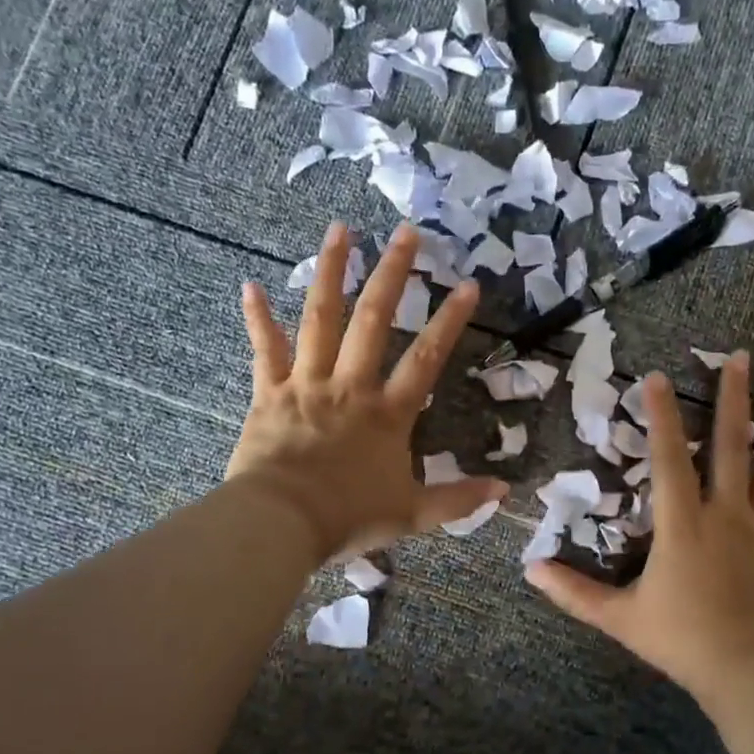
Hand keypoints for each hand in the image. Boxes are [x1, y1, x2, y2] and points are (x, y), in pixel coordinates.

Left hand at [227, 223, 506, 562]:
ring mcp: (306, 384)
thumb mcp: (412, 514)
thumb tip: (504, 492)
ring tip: (340, 229)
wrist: (280, 523)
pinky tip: (250, 285)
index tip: (467, 284)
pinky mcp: (269, 393)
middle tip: (406, 232)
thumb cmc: (347, 517)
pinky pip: (264, 350)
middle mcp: (349, 386)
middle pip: (373, 320)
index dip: (449, 320)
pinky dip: (257, 318)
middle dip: (393, 274)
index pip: (425, 358)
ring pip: (320, 319)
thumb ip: (457, 499)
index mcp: (386, 413)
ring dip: (331, 272)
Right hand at [526, 353, 753, 705]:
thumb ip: (574, 592)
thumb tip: (528, 570)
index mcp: (684, 524)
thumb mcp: (620, 619)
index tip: (657, 376)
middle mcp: (728, 513)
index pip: (669, 458)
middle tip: (742, 357)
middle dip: (734, 398)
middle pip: (731, 445)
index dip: (661, 415)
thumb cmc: (684, 643)